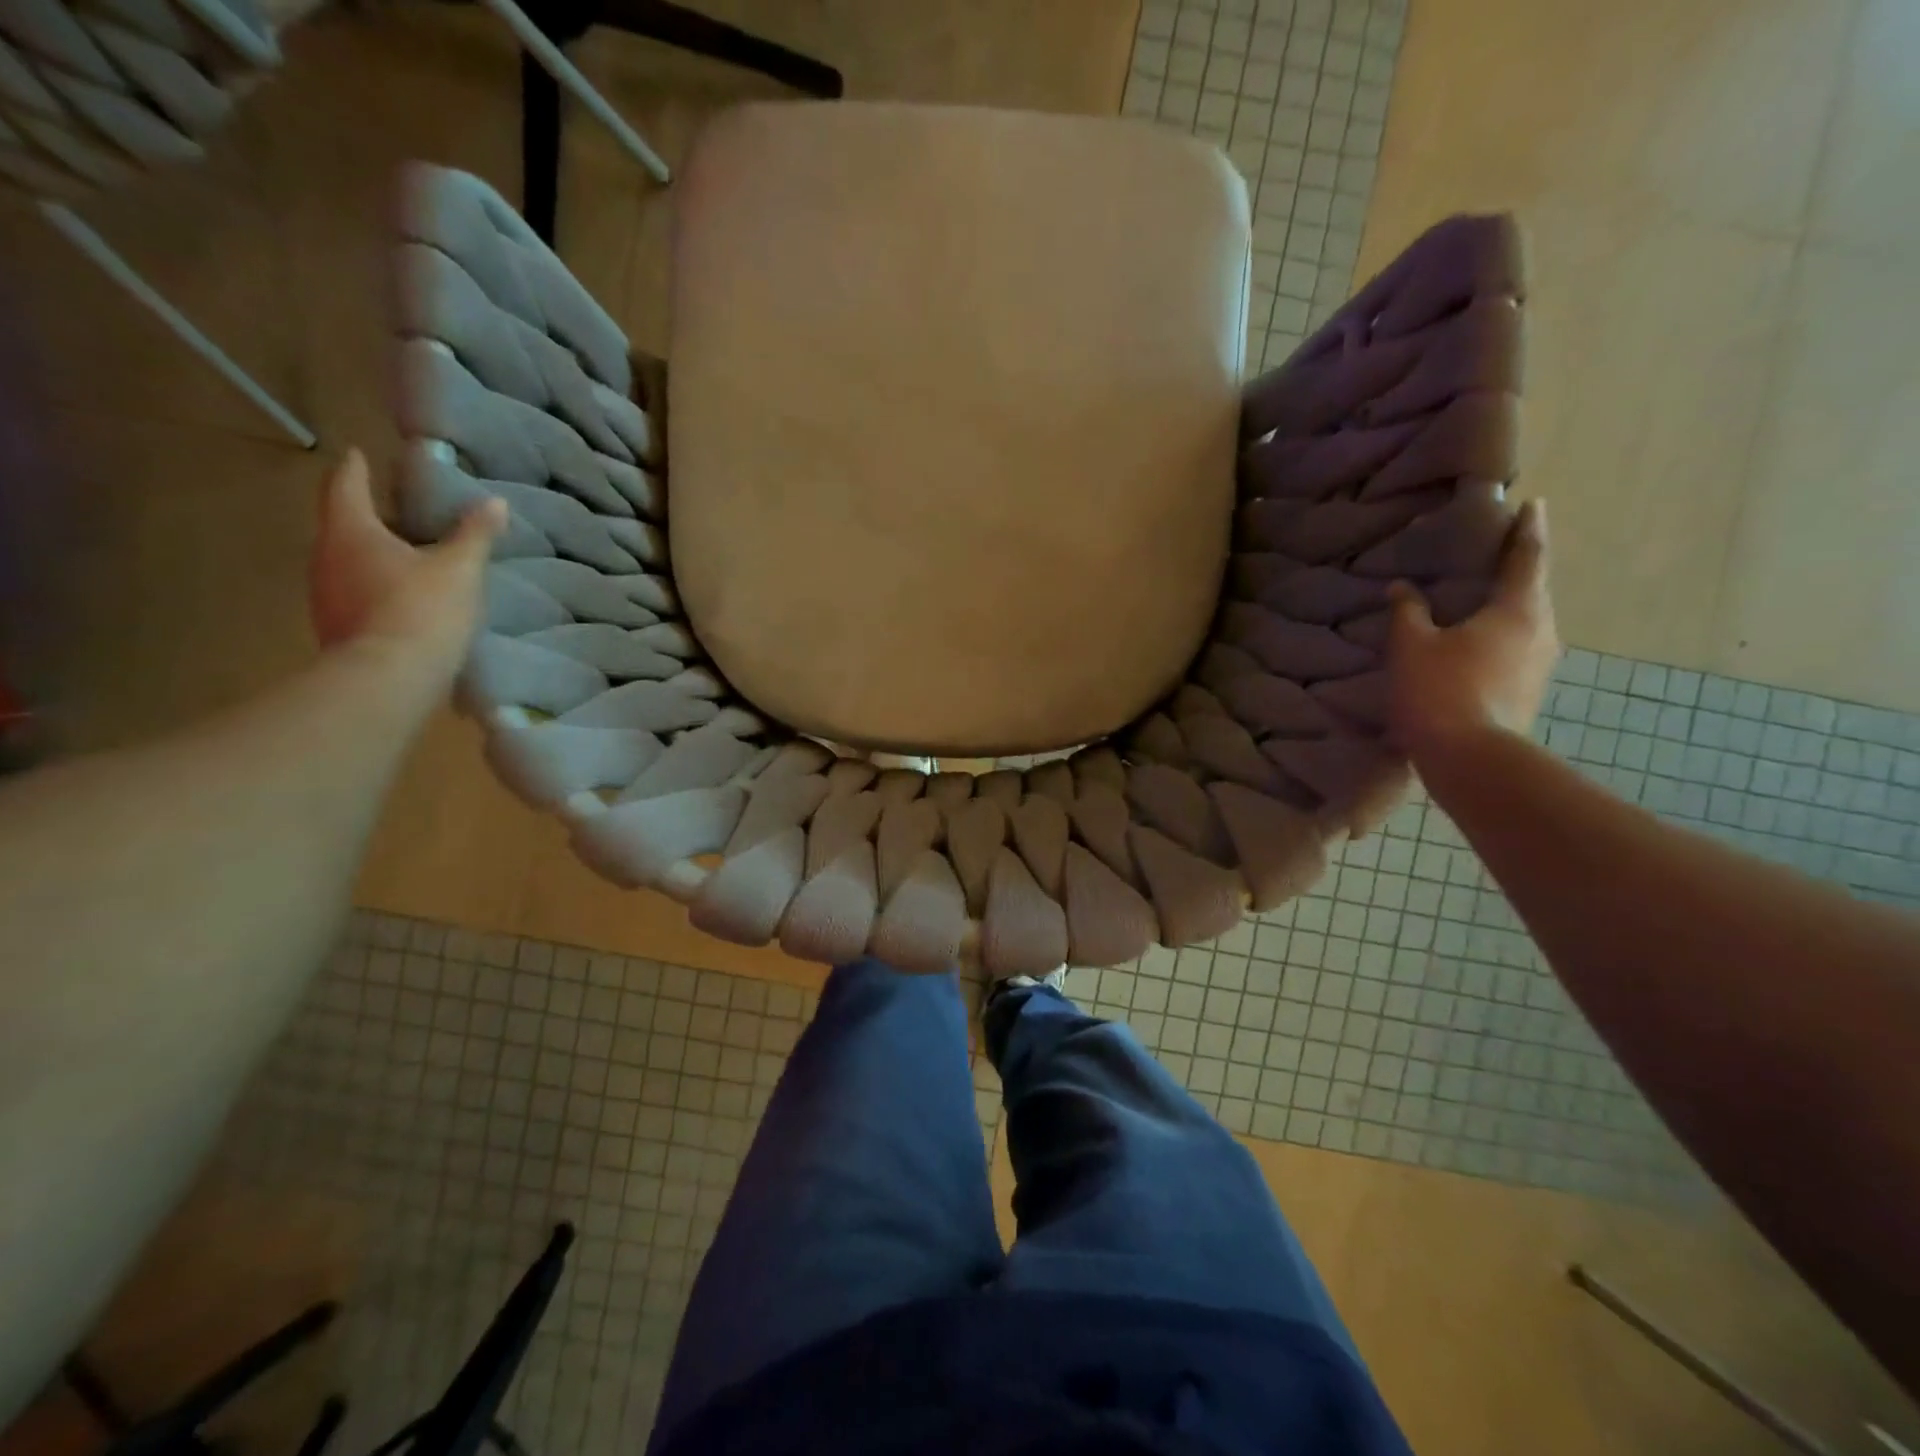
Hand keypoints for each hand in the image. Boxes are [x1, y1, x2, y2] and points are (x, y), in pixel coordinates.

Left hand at [308, 449, 504, 682]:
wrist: (388, 680)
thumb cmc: (422, 610)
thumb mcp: (459, 568)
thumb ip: (475, 534)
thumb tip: (494, 502)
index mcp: (350, 532)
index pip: (345, 486)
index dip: (354, 468)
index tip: (358, 454)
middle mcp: (326, 558)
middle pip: (343, 526)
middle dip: (369, 516)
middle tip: (398, 511)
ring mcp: (326, 597)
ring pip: (348, 563)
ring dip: (373, 556)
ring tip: (407, 557)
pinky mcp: (337, 629)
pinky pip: (356, 596)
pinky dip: (376, 588)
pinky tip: (403, 599)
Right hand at [1386, 498, 1557, 761]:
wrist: (1470, 758)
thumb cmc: (1440, 690)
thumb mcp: (1412, 646)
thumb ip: (1408, 612)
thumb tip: (1401, 588)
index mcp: (1517, 609)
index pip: (1527, 557)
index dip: (1527, 529)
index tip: (1533, 505)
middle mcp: (1541, 631)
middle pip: (1532, 589)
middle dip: (1516, 569)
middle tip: (1496, 553)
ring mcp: (1540, 664)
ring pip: (1525, 622)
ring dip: (1506, 608)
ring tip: (1480, 601)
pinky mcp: (1528, 691)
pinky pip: (1516, 649)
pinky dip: (1499, 637)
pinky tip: (1474, 645)